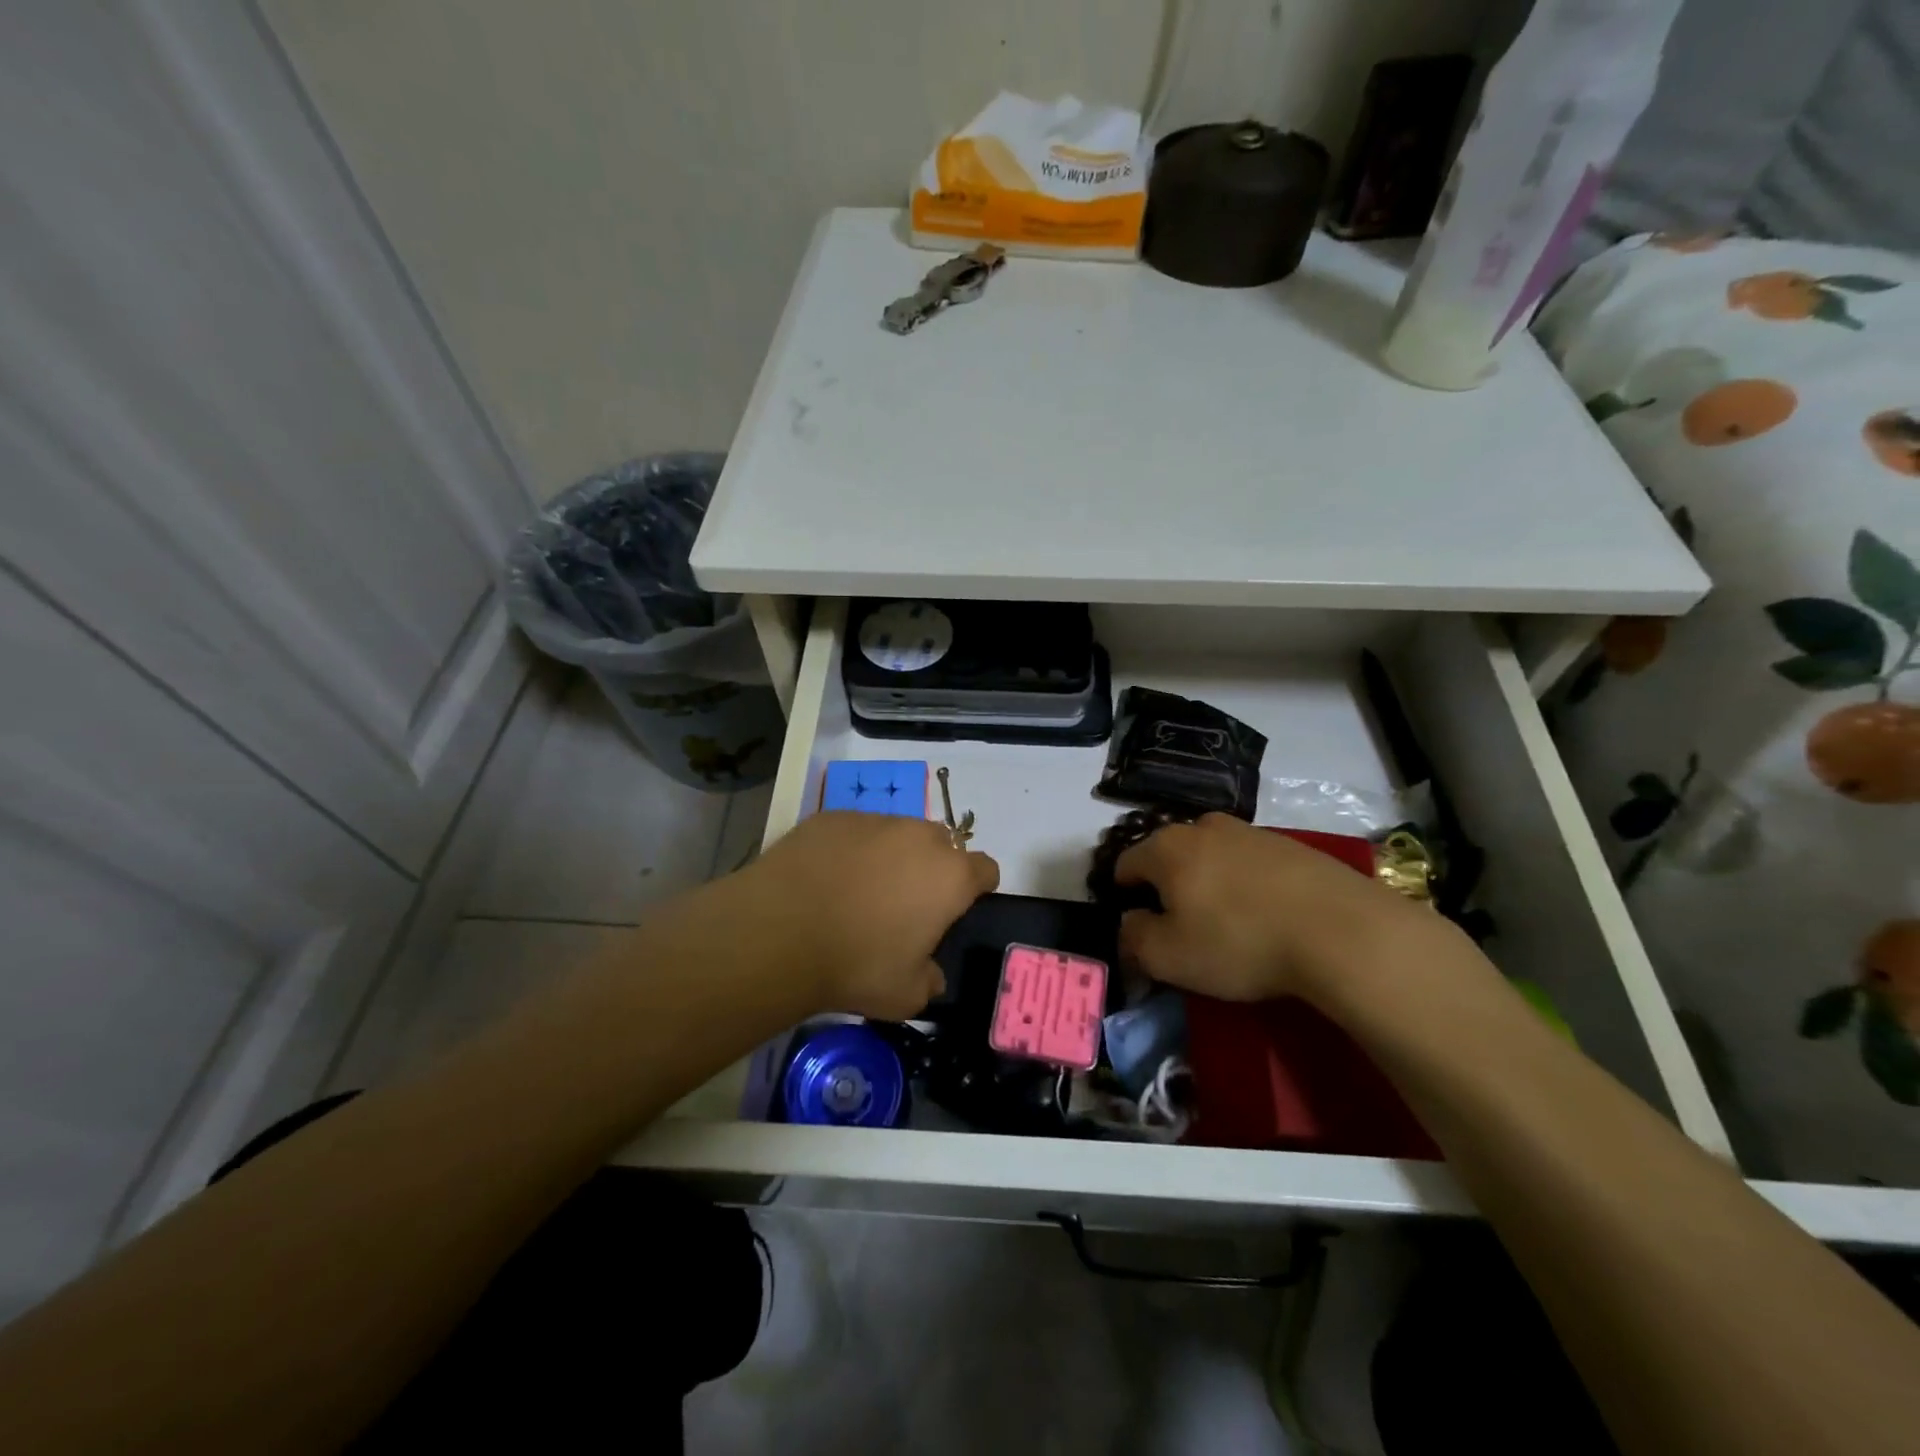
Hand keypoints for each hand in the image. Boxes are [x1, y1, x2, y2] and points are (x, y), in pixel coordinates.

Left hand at [741, 812, 999, 1018]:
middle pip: (941, 845)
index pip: (986, 869)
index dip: (976, 888)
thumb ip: (929, 981)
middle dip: (932, 868)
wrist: (779, 931)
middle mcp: (919, 837)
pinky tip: (825, 879)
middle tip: (906, 903)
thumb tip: (931, 975)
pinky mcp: (832, 817)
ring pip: (896, 834)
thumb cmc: (856, 964)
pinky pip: (854, 831)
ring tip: (858, 891)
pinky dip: (849, 850)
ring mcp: (874, 821)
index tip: (957, 909)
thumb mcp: (905, 996)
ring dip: (890, 856)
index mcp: (950, 876)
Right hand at [1114, 813, 1427, 1003]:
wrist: (1341, 930)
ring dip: (1209, 883)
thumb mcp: (1168, 957)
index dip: (1124, 897)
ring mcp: (1249, 831)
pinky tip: (1266, 915)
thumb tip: (1130, 922)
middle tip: (1184, 928)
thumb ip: (1133, 937)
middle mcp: (1202, 826)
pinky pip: (1250, 864)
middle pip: (1169, 856)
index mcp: (1165, 847)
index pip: (1125, 865)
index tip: (1141, 928)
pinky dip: (1247, 885)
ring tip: (1229, 923)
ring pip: (1211, 857)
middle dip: (1168, 886)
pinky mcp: (1290, 844)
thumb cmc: (1239, 942)